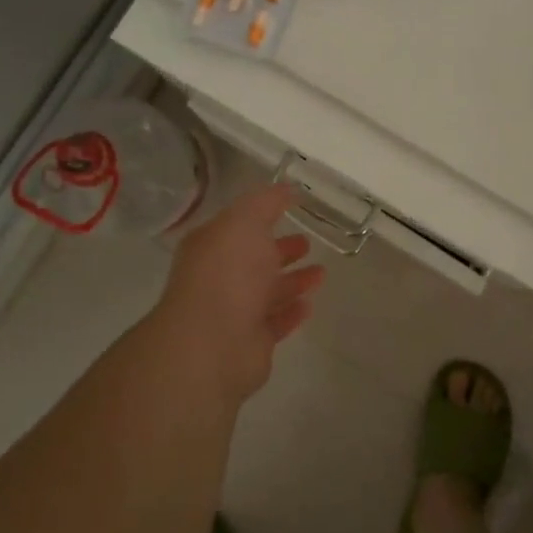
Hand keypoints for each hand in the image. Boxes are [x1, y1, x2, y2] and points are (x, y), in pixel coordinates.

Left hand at [151, 183, 326, 402]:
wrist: (214, 343)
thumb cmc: (227, 274)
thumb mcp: (245, 221)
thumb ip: (266, 202)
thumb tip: (286, 188)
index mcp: (211, 246)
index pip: (238, 226)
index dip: (262, 216)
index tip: (291, 208)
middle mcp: (219, 278)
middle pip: (253, 260)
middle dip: (280, 250)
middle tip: (308, 243)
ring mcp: (233, 312)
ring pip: (267, 292)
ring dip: (293, 281)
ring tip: (321, 273)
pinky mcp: (251, 342)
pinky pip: (275, 322)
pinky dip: (291, 312)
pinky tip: (310, 304)